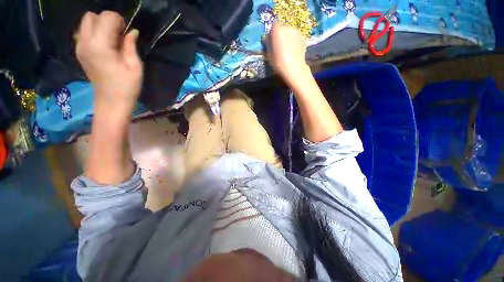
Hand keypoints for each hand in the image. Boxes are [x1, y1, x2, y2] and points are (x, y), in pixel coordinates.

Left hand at [76, 11, 142, 110]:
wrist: (111, 101)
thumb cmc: (127, 86)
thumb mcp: (135, 67)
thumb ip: (130, 46)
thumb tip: (131, 31)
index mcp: (101, 45)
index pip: (106, 17)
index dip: (119, 21)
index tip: (126, 33)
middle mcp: (86, 42)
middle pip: (91, 16)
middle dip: (107, 20)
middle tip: (118, 35)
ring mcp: (80, 47)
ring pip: (85, 22)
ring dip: (99, 25)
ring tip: (111, 40)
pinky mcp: (79, 52)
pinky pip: (84, 32)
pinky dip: (94, 33)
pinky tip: (104, 45)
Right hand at [264, 22, 308, 82]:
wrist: (294, 68)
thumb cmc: (278, 62)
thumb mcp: (269, 54)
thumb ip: (267, 44)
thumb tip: (266, 38)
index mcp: (277, 30)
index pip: (274, 26)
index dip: (272, 33)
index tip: (272, 41)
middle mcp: (288, 27)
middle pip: (283, 28)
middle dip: (281, 35)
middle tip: (279, 46)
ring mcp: (297, 32)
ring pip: (291, 32)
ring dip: (289, 38)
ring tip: (288, 49)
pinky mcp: (304, 38)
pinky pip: (297, 37)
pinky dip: (295, 42)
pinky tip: (294, 51)